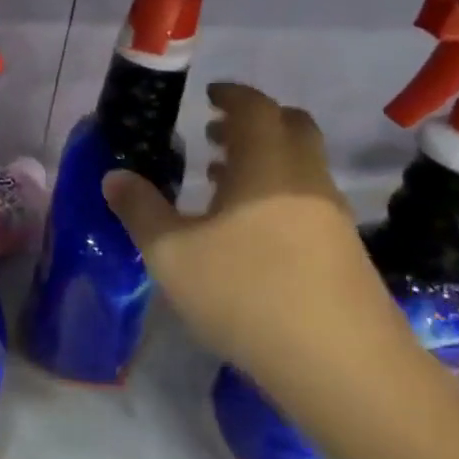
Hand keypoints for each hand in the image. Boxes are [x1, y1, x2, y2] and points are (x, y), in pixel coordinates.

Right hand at [103, 83, 413, 399]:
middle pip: (290, 127)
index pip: (255, 107)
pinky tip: (248, 230)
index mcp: (267, 165)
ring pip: (301, 165)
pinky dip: (276, 193)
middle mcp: (306, 178)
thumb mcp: (171, 254)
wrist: (340, 364)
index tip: (209, 95)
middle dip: (253, 122)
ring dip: (264, 159)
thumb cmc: (246, 293)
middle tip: (215, 133)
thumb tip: (114, 176)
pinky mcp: (344, 250)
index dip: (232, 94)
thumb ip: (140, 210)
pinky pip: (306, 198)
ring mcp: (331, 215)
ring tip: (221, 179)